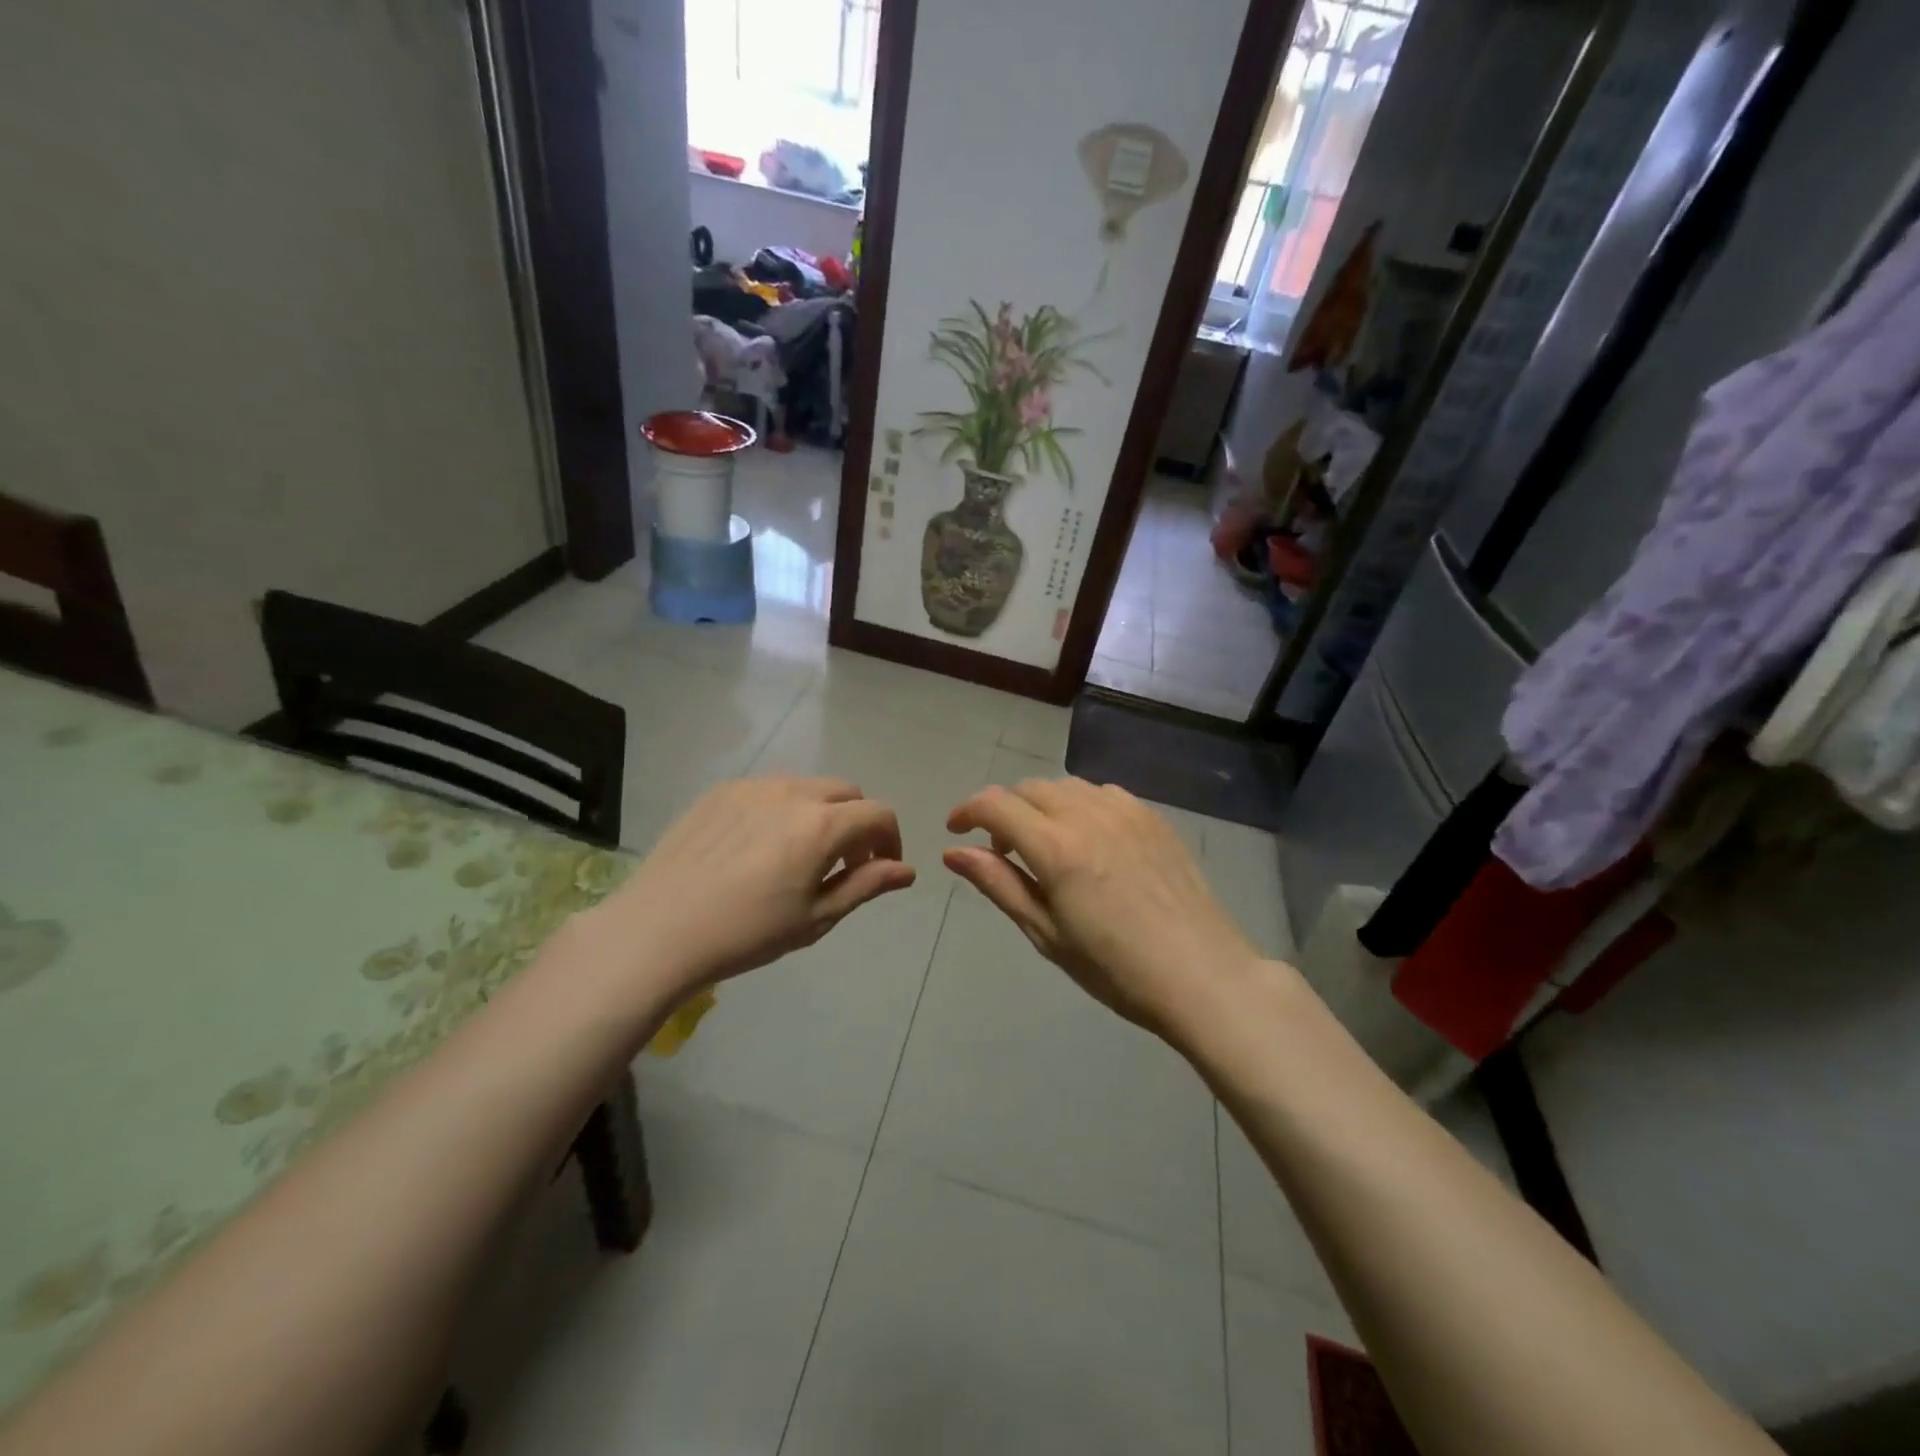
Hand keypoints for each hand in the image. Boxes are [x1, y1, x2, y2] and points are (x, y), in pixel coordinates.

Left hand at [598, 776, 915, 993]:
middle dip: (858, 823)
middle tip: (844, 864)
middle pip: (847, 792)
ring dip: (821, 813)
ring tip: (799, 856)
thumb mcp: (816, 918)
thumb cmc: (747, 933)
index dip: (890, 840)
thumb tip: (907, 870)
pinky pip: (768, 790)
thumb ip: (866, 886)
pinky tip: (758, 849)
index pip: (879, 814)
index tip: (879, 869)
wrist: (658, 930)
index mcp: (822, 825)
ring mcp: (753, 787)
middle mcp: (793, 792)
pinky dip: (782, 810)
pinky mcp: (721, 791)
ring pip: (807, 787)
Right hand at [944, 777, 1264, 1041]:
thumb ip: (999, 884)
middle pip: (1029, 788)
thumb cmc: (1116, 969)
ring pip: (1065, 786)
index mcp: (1056, 847)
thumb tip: (954, 852)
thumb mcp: (1047, 934)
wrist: (1203, 976)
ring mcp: (1125, 810)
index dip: (967, 810)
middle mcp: (1087, 814)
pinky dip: (1079, 806)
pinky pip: (1102, 793)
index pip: (995, 804)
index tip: (956, 831)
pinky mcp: (1153, 817)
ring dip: (1041, 806)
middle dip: (1004, 810)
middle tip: (1003, 850)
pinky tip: (1089, 841)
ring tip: (1046, 846)